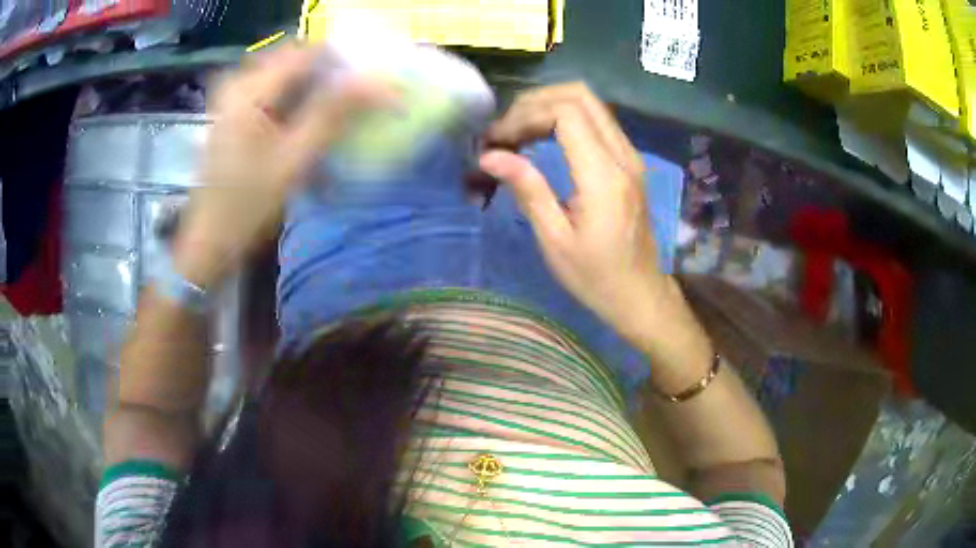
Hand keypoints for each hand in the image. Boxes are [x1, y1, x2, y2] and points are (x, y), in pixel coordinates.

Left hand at [174, 44, 396, 288]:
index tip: (370, 83)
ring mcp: (235, 98)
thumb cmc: (247, 206)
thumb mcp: (294, 160)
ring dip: (317, 90)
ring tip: (337, 115)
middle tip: (356, 99)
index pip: (309, 52)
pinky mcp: (236, 113)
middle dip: (331, 75)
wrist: (210, 242)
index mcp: (250, 89)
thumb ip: (334, 114)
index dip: (345, 62)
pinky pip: (276, 92)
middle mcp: (240, 83)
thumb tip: (381, 82)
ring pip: (289, 77)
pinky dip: (299, 104)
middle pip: (298, 60)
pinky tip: (310, 127)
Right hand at [479, 83, 666, 335]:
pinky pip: (596, 120)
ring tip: (518, 133)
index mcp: (604, 176)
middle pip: (580, 95)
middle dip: (535, 102)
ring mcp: (630, 155)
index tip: (498, 140)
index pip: (565, 113)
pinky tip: (542, 139)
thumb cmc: (596, 277)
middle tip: (506, 130)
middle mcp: (623, 156)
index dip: (525, 115)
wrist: (640, 293)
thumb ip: (528, 190)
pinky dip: (564, 118)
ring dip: (549, 106)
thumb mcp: (555, 240)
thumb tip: (490, 156)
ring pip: (590, 103)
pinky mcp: (628, 161)